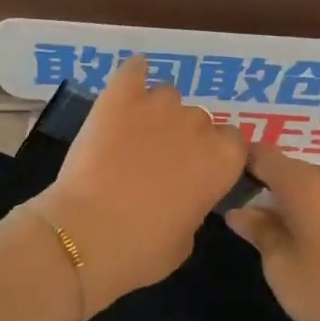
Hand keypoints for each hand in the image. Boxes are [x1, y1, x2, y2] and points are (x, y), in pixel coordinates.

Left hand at [30, 57, 247, 315]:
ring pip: (168, 96)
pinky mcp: (119, 97)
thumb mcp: (186, 240)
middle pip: (200, 121)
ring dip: (158, 113)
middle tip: (160, 163)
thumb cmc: (142, 250)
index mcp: (223, 161)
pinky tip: (129, 83)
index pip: (233, 144)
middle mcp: (198, 125)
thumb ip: (195, 207)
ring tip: (135, 135)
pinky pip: (134, 70)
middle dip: (184, 138)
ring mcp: (158, 106)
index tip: (197, 174)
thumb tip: (183, 195)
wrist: (86, 236)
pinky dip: (134, 75)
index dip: (214, 158)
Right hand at [225, 146, 319, 320]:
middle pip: (290, 169)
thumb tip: (238, 211)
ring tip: (288, 237)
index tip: (227, 186)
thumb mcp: (280, 267)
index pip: (262, 154)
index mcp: (305, 184)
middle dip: (268, 187)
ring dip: (297, 201)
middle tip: (253, 223)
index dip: (241, 163)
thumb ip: (257, 230)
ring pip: (316, 184)